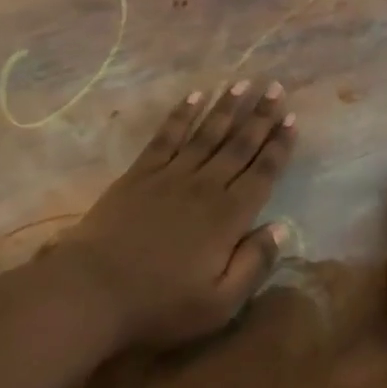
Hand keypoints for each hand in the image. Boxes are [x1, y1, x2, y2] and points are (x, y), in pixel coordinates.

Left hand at [55, 80, 296, 351]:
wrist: (94, 289)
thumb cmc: (161, 304)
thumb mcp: (219, 303)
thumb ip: (254, 264)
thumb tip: (282, 228)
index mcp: (228, 216)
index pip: (262, 173)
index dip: (279, 145)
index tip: (292, 118)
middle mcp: (206, 186)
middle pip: (239, 144)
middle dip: (261, 116)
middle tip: (276, 87)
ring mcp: (172, 174)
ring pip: (207, 133)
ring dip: (227, 106)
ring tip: (244, 83)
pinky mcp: (141, 172)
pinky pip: (167, 136)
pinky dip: (182, 115)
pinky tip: (195, 96)